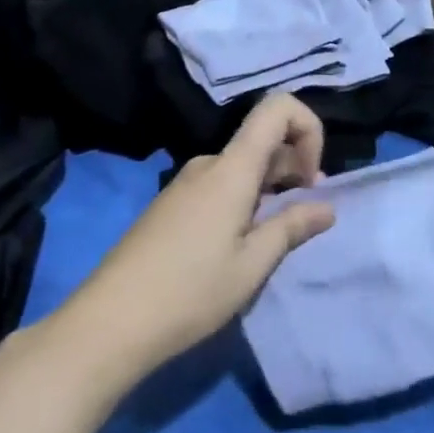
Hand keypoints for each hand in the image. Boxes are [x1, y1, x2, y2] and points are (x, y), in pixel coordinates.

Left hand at [68, 94, 336, 378]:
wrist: (107, 324)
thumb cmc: (189, 292)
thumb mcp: (252, 265)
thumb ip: (292, 227)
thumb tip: (326, 206)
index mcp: (232, 168)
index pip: (277, 108)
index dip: (308, 128)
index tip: (311, 178)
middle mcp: (208, 164)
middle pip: (262, 140)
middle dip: (293, 168)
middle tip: (304, 217)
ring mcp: (185, 183)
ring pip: (242, 167)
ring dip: (269, 189)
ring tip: (272, 239)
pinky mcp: (170, 205)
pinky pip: (219, 186)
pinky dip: (243, 201)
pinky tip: (238, 246)